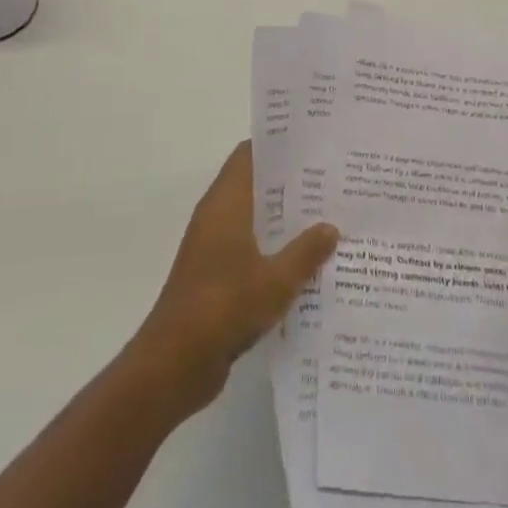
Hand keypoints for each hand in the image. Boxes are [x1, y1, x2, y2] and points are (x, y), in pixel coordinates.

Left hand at [132, 142, 338, 416]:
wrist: (175, 363)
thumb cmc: (224, 307)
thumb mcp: (277, 280)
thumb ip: (306, 251)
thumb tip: (330, 226)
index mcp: (226, 203)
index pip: (249, 155)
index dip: (278, 145)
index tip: (313, 144)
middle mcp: (217, 217)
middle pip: (255, 185)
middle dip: (290, 183)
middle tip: (332, 181)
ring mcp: (213, 248)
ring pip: (254, 220)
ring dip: (284, 220)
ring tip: (328, 218)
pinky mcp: (215, 276)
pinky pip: (250, 249)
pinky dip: (274, 249)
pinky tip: (306, 263)